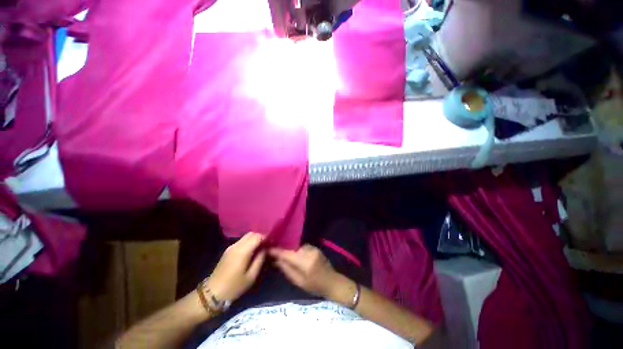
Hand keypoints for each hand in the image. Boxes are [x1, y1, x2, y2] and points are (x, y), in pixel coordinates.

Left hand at [206, 233, 265, 301]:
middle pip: (251, 234)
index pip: (257, 236)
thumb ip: (260, 260)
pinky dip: (248, 242)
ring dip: (254, 239)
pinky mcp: (228, 251)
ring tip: (260, 248)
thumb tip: (265, 249)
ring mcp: (231, 247)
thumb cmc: (234, 287)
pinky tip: (251, 251)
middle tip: (266, 245)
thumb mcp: (251, 276)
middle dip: (260, 237)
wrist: (212, 293)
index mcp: (243, 251)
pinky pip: (241, 241)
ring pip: (246, 236)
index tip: (271, 243)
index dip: (265, 237)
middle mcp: (236, 246)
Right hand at [269, 244, 340, 297]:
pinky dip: (296, 249)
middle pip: (292, 247)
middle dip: (283, 249)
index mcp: (305, 262)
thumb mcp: (299, 282)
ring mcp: (313, 248)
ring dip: (290, 249)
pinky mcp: (315, 247)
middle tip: (273, 251)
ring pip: (296, 246)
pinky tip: (293, 253)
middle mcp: (309, 251)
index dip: (277, 251)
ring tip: (282, 252)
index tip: (267, 248)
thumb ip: (287, 269)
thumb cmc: (315, 286)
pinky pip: (302, 246)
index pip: (287, 253)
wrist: (332, 282)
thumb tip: (275, 260)